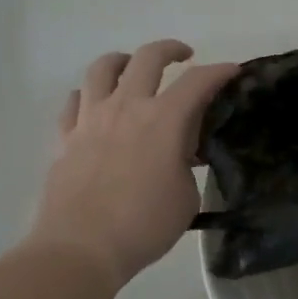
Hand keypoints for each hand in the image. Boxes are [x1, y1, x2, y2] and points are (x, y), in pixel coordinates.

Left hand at [25, 40, 239, 287]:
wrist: (82, 248)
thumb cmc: (145, 225)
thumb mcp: (187, 196)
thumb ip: (186, 164)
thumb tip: (180, 152)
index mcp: (163, 120)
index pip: (198, 82)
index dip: (219, 72)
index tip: (233, 71)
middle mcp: (126, 108)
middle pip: (148, 58)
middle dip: (171, 50)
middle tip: (184, 57)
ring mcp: (90, 120)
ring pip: (102, 68)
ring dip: (124, 61)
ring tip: (133, 68)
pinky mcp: (65, 138)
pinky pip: (74, 102)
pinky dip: (89, 95)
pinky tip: (96, 105)